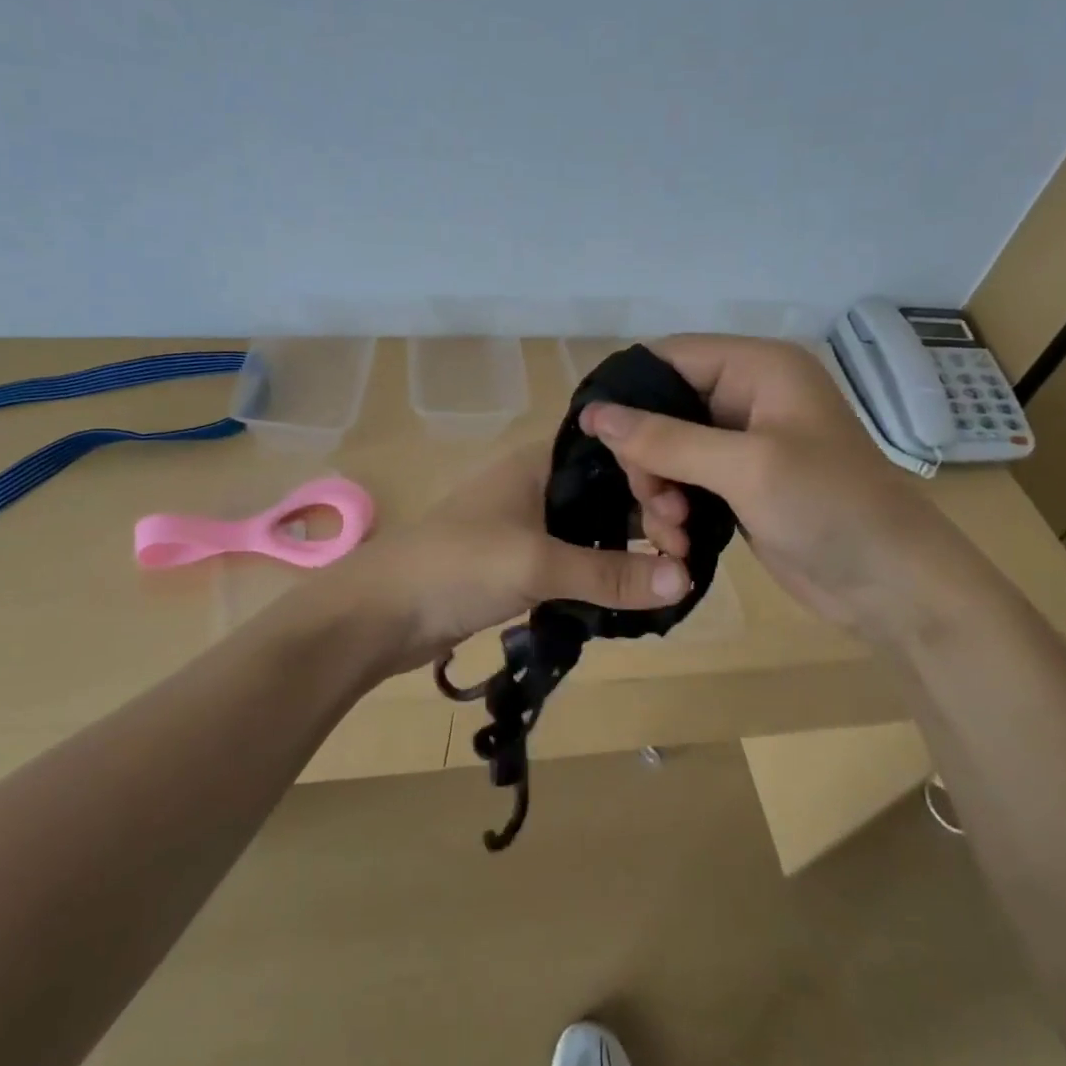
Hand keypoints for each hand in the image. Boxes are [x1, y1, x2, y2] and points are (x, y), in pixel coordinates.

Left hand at [326, 442, 692, 677]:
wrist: (381, 612)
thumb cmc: (456, 566)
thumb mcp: (535, 565)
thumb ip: (608, 573)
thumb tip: (685, 580)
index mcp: (540, 461)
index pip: (614, 452)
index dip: (652, 477)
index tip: (683, 519)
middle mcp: (538, 483)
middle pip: (609, 491)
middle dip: (648, 517)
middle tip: (684, 556)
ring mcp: (528, 524)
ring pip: (594, 527)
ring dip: (628, 549)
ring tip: (672, 575)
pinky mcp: (521, 562)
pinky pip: (575, 558)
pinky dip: (603, 571)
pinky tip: (634, 591)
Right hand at [578, 335, 971, 639]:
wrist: (892, 586)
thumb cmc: (829, 507)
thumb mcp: (745, 467)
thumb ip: (666, 439)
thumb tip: (594, 414)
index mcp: (758, 368)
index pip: (668, 358)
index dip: (628, 393)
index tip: (595, 438)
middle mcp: (748, 396)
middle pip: (661, 408)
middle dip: (646, 456)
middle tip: (653, 498)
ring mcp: (742, 444)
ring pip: (666, 451)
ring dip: (657, 491)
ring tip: (672, 529)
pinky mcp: (738, 485)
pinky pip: (683, 483)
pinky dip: (673, 510)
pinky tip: (679, 541)